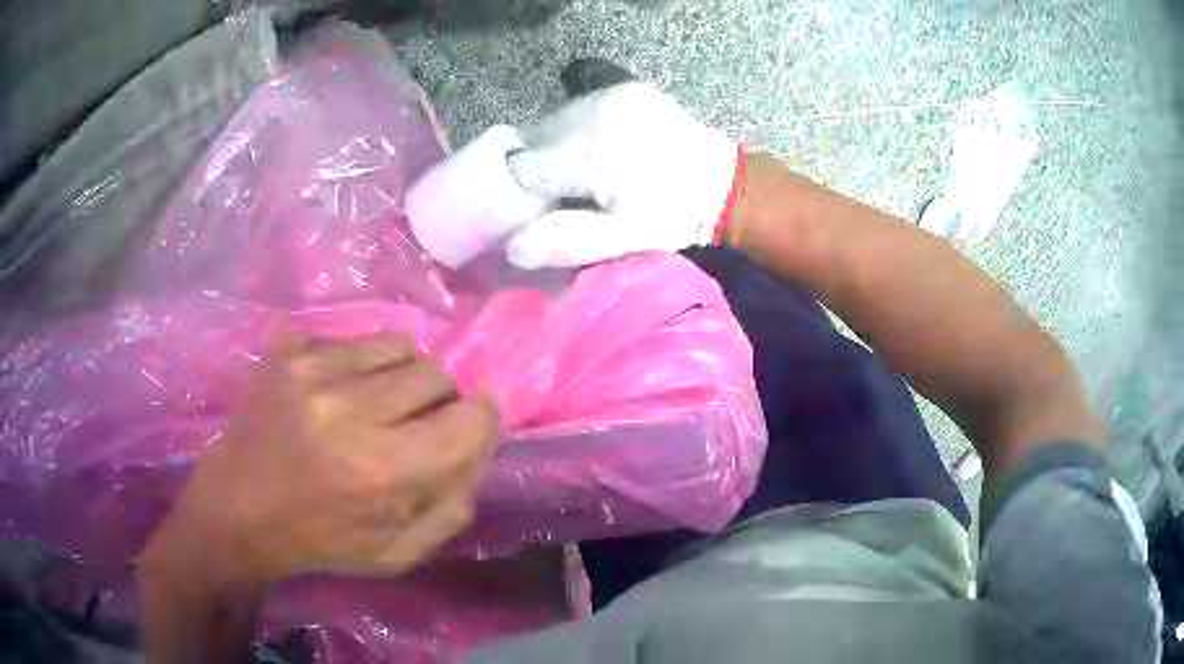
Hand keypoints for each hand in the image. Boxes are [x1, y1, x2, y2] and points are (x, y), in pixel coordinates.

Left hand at [142, 331, 497, 583]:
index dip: (479, 423)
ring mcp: (313, 370)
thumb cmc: (319, 540)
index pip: (471, 417)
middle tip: (412, 425)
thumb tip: (479, 445)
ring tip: (377, 403)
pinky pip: (355, 338)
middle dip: (439, 401)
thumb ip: (453, 504)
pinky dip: (361, 363)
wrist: (236, 508)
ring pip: (400, 345)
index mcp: (383, 472)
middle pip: (437, 374)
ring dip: (402, 375)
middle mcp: (350, 411)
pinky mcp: (288, 349)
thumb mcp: (399, 553)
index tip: (463, 432)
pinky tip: (338, 393)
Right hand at [505, 82, 741, 267]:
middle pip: (534, 139)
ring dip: (558, 145)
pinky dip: (579, 127)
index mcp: (591, 154)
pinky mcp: (626, 88)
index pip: (523, 168)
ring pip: (553, 120)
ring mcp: (612, 94)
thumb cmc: (672, 219)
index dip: (528, 192)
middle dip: (542, 166)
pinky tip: (601, 146)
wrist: (724, 185)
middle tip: (569, 191)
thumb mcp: (623, 239)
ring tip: (588, 168)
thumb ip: (567, 240)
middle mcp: (595, 113)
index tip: (547, 207)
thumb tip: (512, 248)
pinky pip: (580, 105)